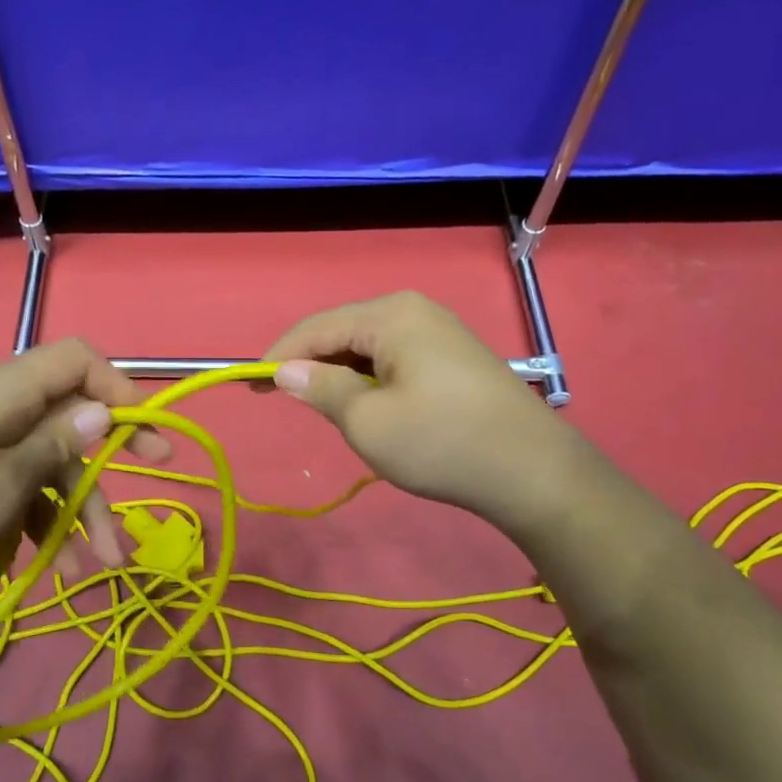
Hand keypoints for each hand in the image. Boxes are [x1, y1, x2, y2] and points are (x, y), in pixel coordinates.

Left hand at [0, 339, 169, 609]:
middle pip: (62, 425)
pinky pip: (6, 478)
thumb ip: (58, 442)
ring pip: (37, 462)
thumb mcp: (4, 482)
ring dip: (67, 511)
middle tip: (129, 521)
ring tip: (88, 568)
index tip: (145, 436)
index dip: (118, 389)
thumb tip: (102, 408)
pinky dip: (29, 514)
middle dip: (98, 480)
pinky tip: (37, 560)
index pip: (75, 360)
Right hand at [264, 292, 563, 534]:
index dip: (279, 356)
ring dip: (340, 373)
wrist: (533, 471)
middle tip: (283, 400)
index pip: (316, 328)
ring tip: (324, 408)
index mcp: (391, 315)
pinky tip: (366, 405)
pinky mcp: (453, 356)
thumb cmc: (441, 443)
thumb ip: (322, 389)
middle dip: (310, 364)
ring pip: (368, 346)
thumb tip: (287, 371)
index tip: (249, 386)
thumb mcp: (368, 421)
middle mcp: (414, 310)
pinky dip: (369, 379)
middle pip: (343, 331)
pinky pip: (394, 358)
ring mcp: (438, 331)